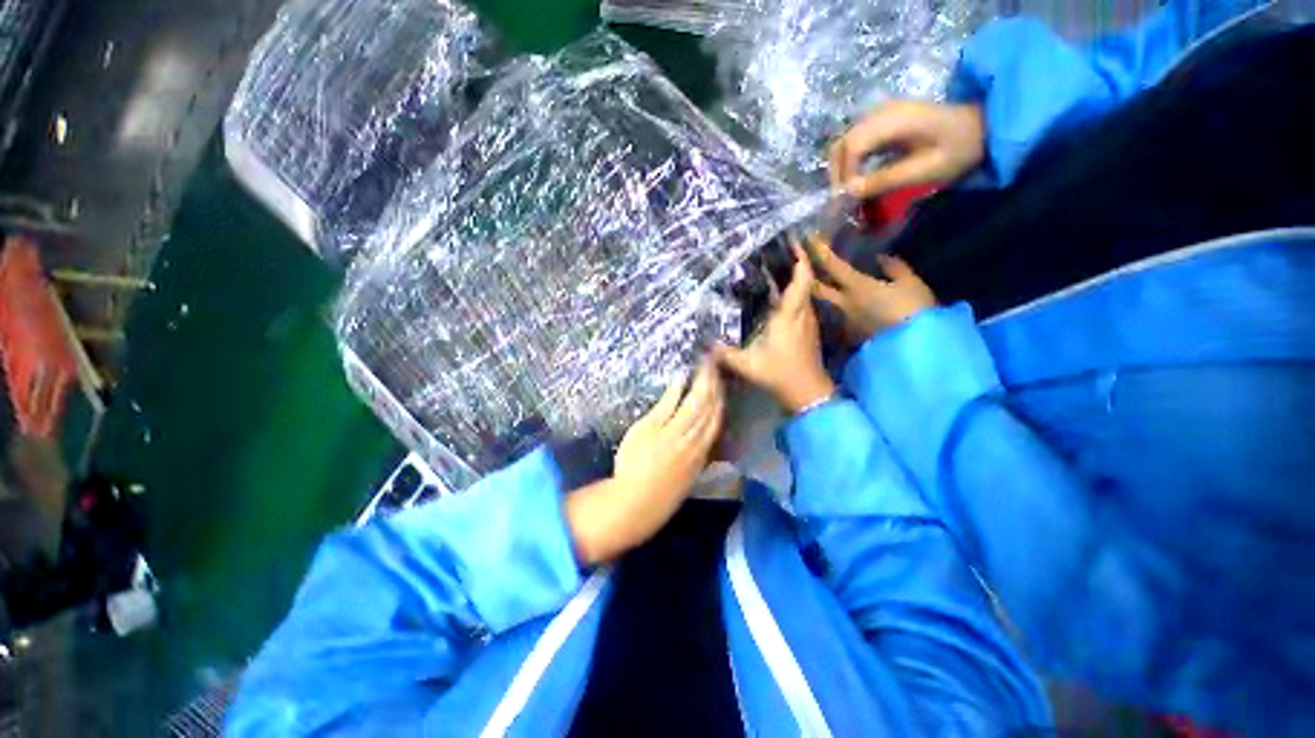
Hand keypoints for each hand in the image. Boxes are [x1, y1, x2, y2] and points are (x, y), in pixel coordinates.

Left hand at [566, 361, 723, 564]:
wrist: (635, 504)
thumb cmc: (661, 493)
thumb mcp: (687, 474)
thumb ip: (699, 453)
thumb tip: (707, 435)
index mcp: (702, 452)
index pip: (716, 419)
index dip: (721, 399)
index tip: (722, 383)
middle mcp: (693, 440)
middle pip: (709, 407)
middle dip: (714, 384)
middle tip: (715, 364)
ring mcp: (673, 433)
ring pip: (695, 403)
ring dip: (701, 382)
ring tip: (704, 365)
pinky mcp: (653, 428)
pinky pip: (669, 404)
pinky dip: (677, 389)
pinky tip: (681, 377)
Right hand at [714, 243, 835, 413]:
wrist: (809, 393)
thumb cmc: (780, 375)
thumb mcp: (747, 365)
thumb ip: (724, 353)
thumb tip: (703, 343)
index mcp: (789, 316)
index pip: (801, 280)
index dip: (798, 259)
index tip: (790, 242)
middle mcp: (802, 313)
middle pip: (803, 280)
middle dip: (791, 263)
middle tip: (772, 251)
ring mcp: (807, 321)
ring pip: (803, 292)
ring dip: (791, 278)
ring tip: (771, 269)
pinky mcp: (808, 329)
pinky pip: (801, 303)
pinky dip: (791, 294)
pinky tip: (775, 296)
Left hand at [811, 236, 936, 343]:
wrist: (915, 347)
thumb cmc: (915, 310)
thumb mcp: (911, 283)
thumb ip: (895, 269)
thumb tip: (882, 259)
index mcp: (856, 287)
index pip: (832, 265)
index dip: (819, 251)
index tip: (808, 239)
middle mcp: (844, 303)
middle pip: (818, 288)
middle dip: (808, 277)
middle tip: (802, 266)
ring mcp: (845, 320)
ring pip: (826, 303)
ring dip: (822, 293)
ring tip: (821, 284)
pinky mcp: (852, 334)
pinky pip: (840, 315)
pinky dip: (838, 307)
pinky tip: (844, 304)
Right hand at [829, 100, 984, 198]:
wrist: (982, 125)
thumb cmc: (958, 149)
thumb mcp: (925, 169)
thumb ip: (886, 179)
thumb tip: (849, 192)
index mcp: (894, 120)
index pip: (853, 147)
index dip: (845, 175)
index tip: (847, 199)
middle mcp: (881, 113)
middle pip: (842, 144)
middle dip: (837, 174)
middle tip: (842, 199)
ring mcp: (880, 115)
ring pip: (844, 143)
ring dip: (840, 169)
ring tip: (847, 192)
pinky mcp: (881, 121)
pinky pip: (854, 142)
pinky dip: (849, 162)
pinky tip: (856, 178)